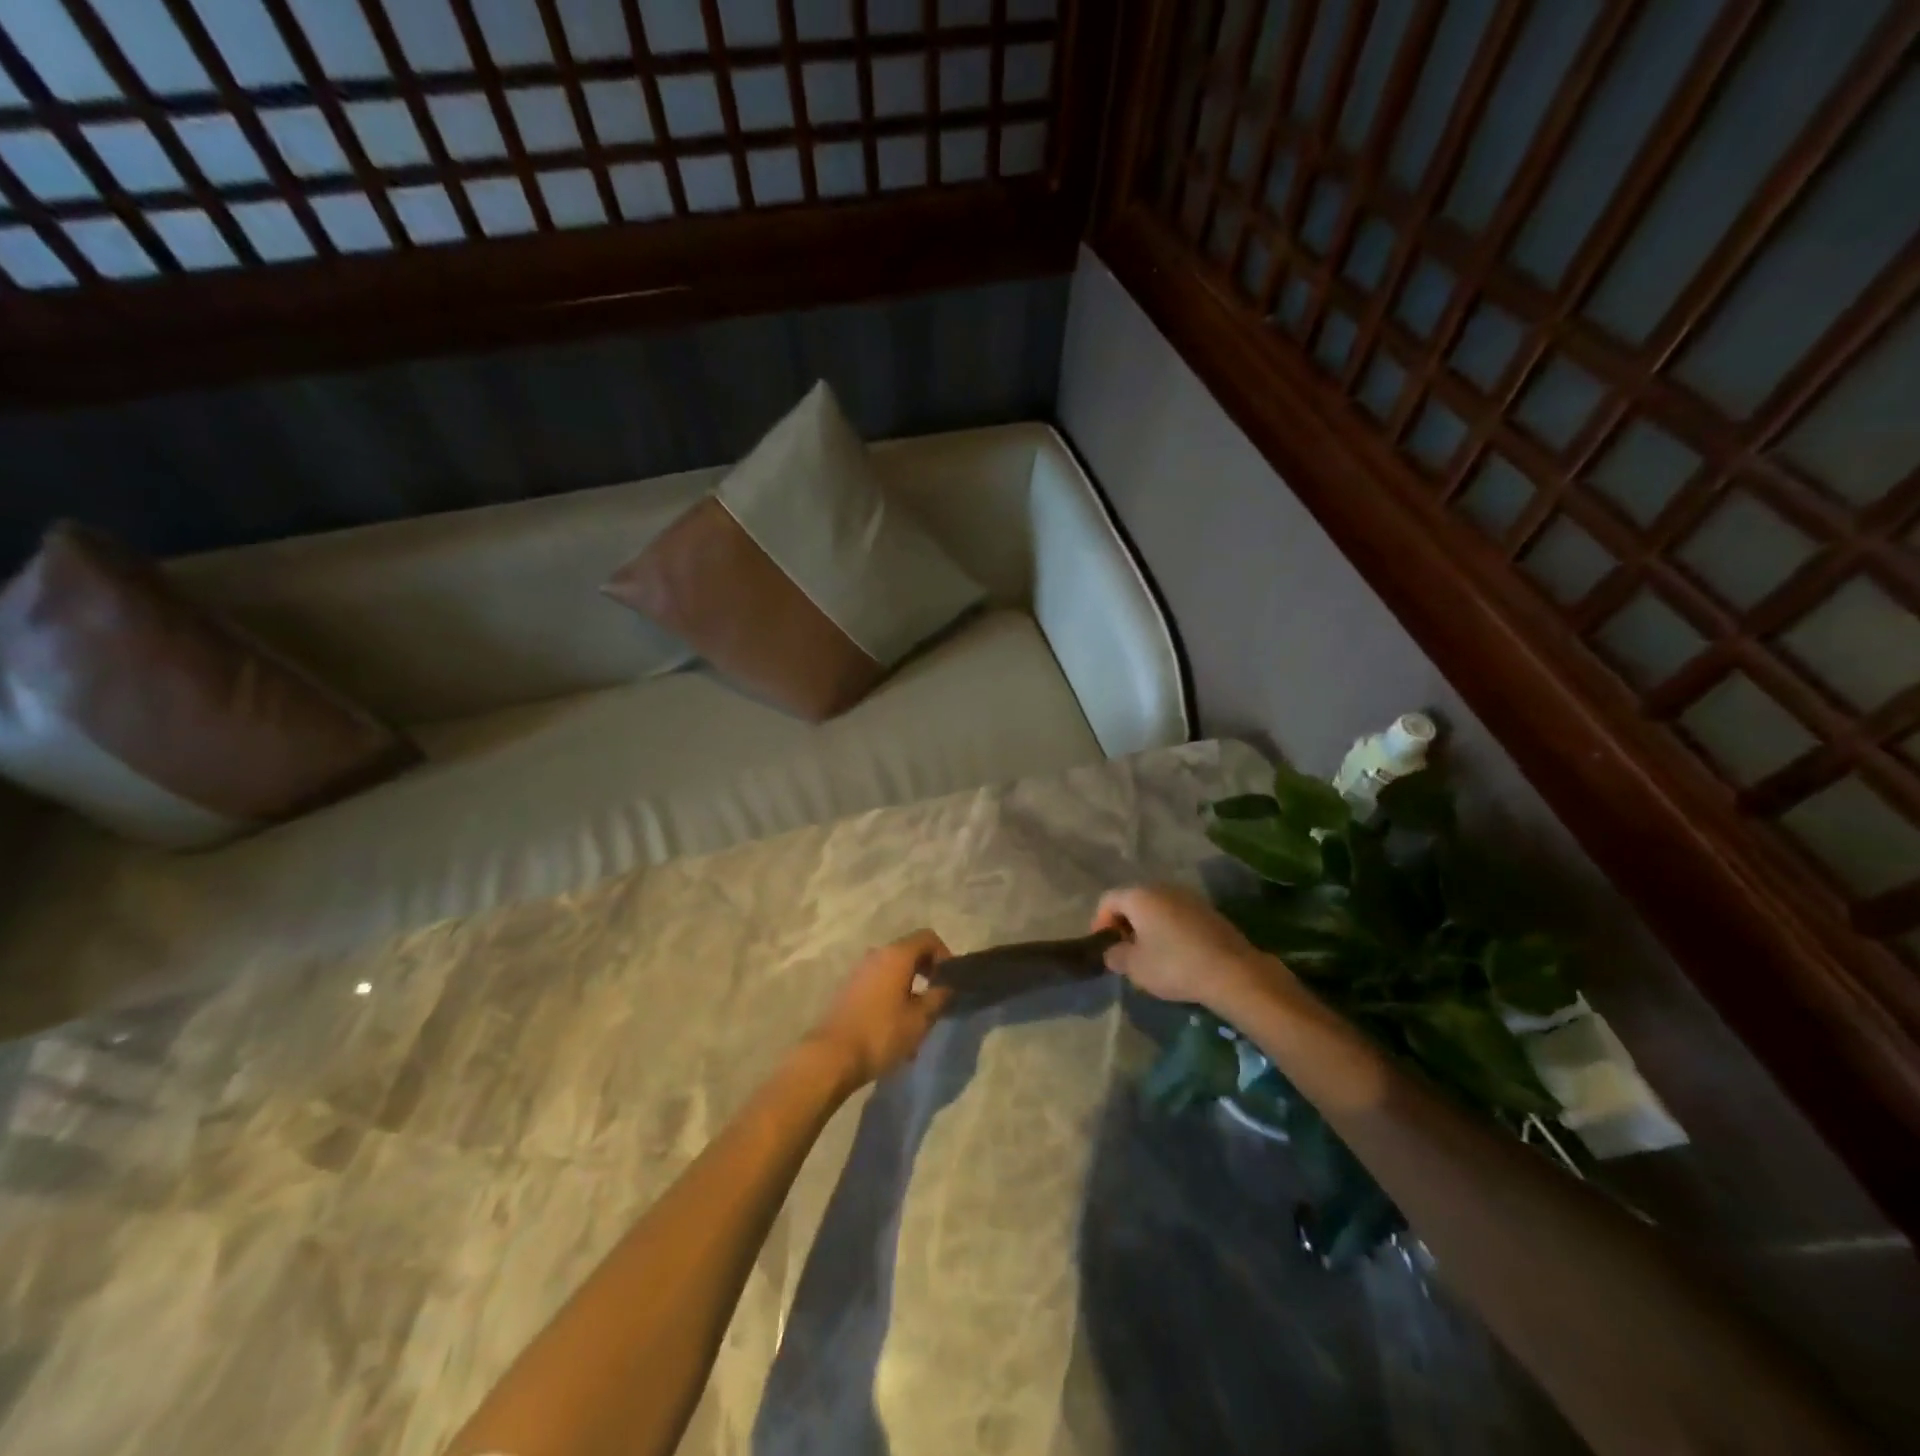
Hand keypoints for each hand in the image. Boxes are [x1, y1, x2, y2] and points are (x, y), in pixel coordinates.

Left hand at [806, 930, 955, 1086]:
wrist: (832, 1056)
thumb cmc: (881, 1034)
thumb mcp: (920, 1019)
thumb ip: (939, 997)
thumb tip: (949, 986)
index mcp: (896, 955)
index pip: (927, 937)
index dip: (944, 954)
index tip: (950, 979)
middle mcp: (876, 955)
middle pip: (909, 952)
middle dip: (927, 971)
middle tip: (938, 997)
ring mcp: (859, 971)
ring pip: (893, 970)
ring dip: (910, 986)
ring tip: (918, 1018)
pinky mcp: (849, 989)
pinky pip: (878, 983)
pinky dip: (892, 995)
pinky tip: (896, 1025)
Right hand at [1092, 884, 1290, 1016]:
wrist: (1232, 971)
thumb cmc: (1173, 965)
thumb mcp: (1134, 967)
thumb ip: (1115, 956)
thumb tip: (1113, 951)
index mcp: (1139, 895)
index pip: (1108, 900)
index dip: (1099, 922)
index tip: (1104, 947)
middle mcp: (1162, 887)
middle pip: (1133, 900)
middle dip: (1125, 923)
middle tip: (1125, 951)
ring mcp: (1188, 897)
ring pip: (1157, 907)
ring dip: (1148, 926)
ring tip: (1150, 954)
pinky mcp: (1208, 911)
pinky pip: (1177, 915)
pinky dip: (1169, 929)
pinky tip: (1175, 953)